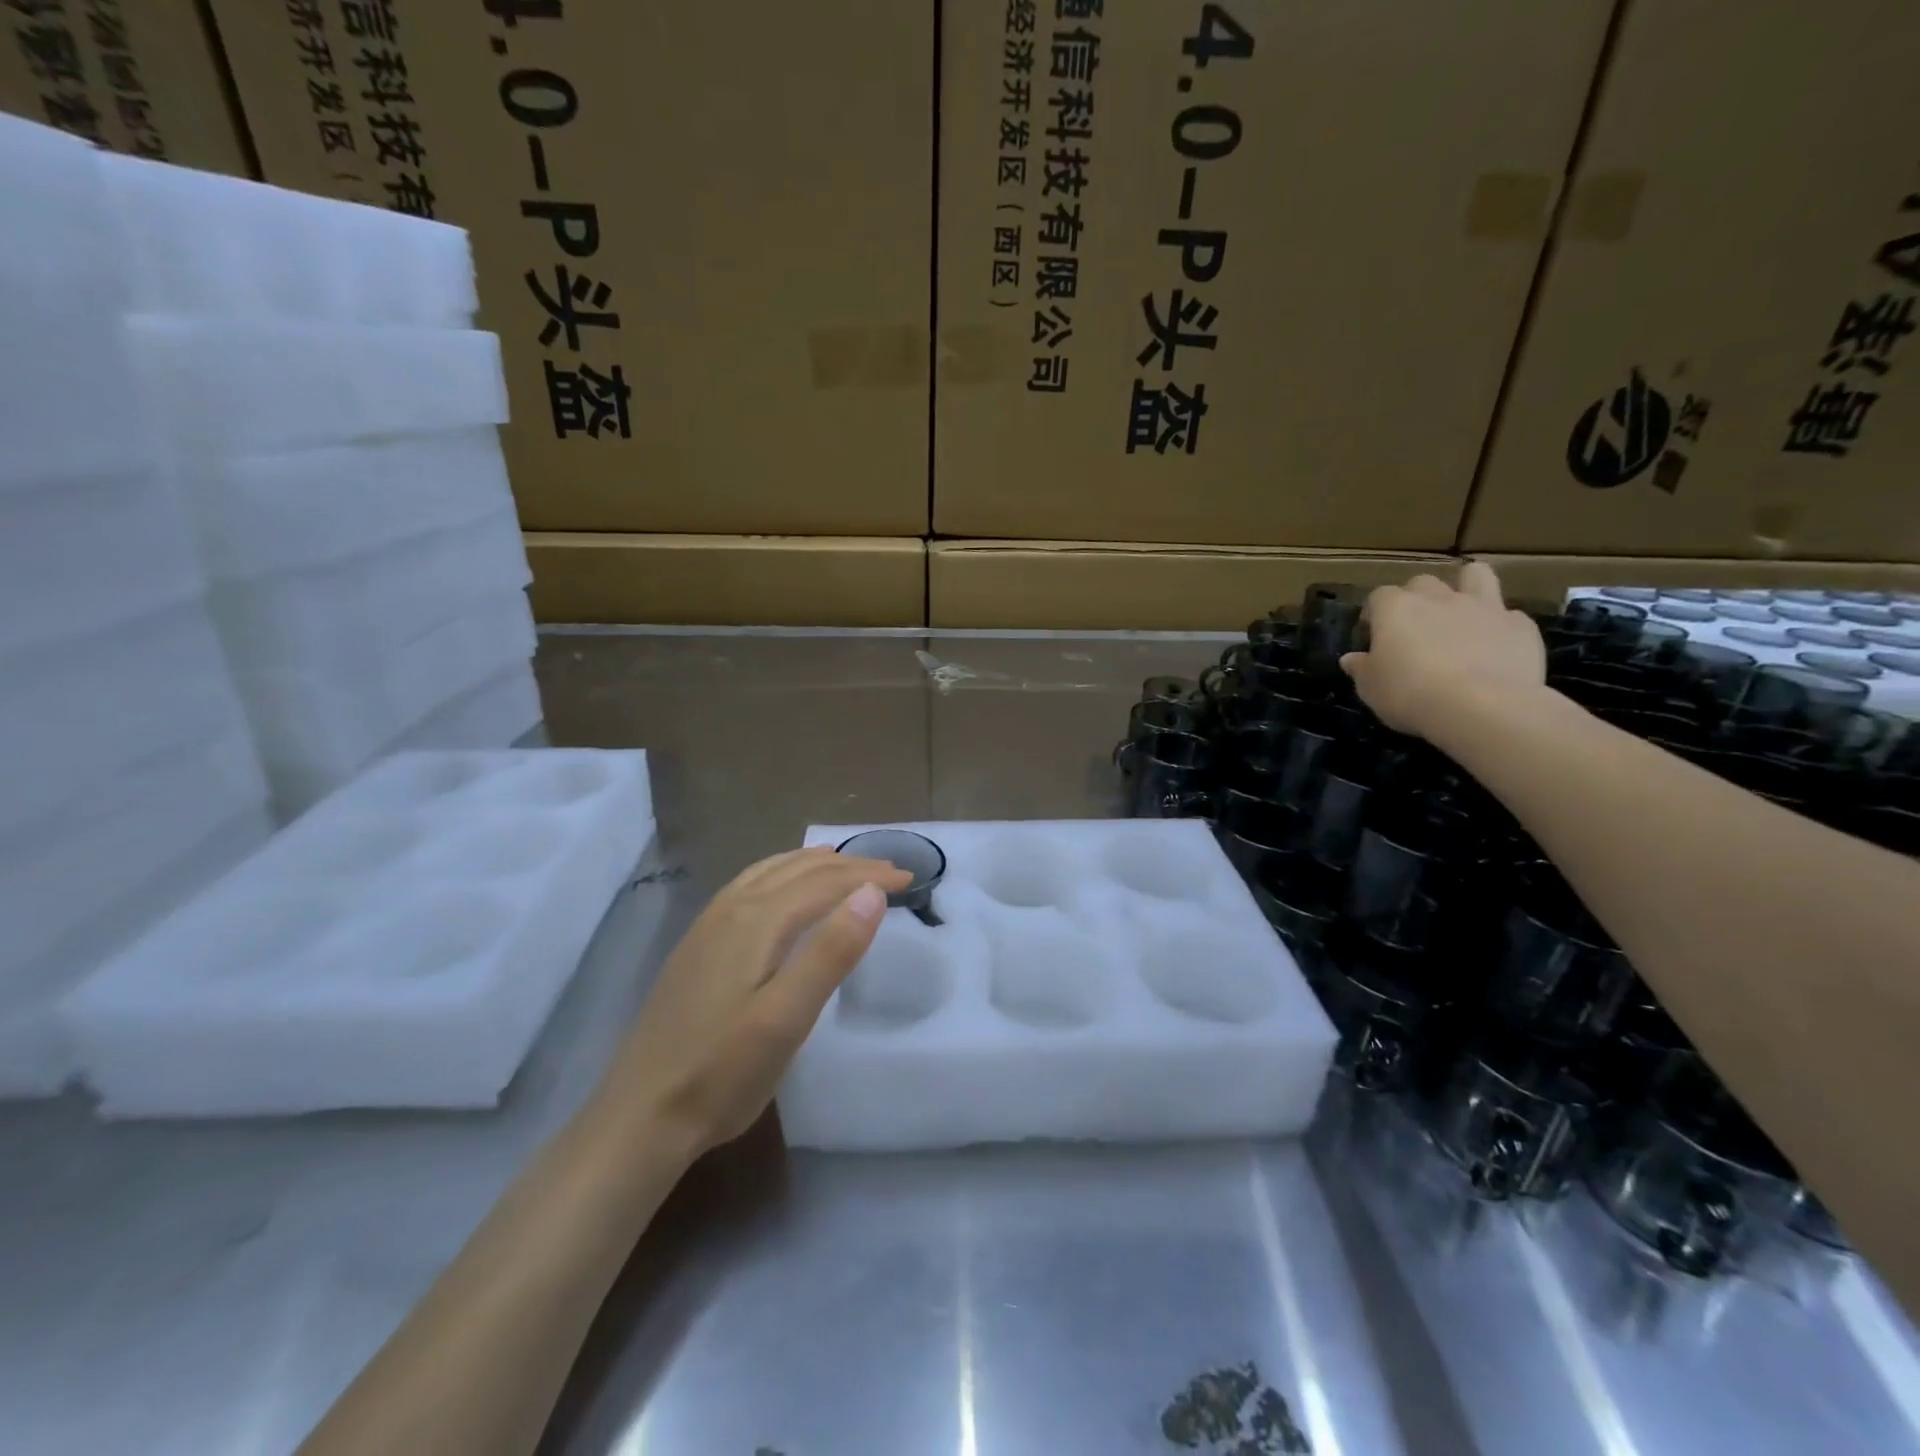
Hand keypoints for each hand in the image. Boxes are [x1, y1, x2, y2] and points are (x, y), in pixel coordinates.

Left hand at [602, 847, 911, 1154]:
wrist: (640, 1116)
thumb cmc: (723, 1073)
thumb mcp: (787, 1018)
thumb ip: (831, 952)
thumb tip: (871, 892)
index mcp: (756, 921)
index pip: (825, 882)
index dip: (869, 876)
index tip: (910, 879)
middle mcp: (731, 909)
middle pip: (799, 870)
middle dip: (848, 865)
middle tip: (890, 871)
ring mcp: (708, 926)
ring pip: (770, 872)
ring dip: (813, 864)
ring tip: (844, 864)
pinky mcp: (697, 945)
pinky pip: (748, 886)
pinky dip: (780, 874)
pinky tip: (781, 890)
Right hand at [1340, 563, 1546, 738]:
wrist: (1481, 706)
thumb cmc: (1410, 694)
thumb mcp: (1371, 688)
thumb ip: (1361, 668)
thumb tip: (1351, 659)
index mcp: (1396, 609)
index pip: (1378, 596)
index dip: (1375, 614)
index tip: (1373, 636)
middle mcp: (1438, 598)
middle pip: (1422, 582)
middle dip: (1416, 598)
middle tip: (1414, 627)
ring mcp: (1483, 607)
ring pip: (1476, 575)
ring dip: (1467, 586)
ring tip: (1462, 611)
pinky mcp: (1520, 625)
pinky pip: (1509, 616)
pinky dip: (1500, 626)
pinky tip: (1495, 648)